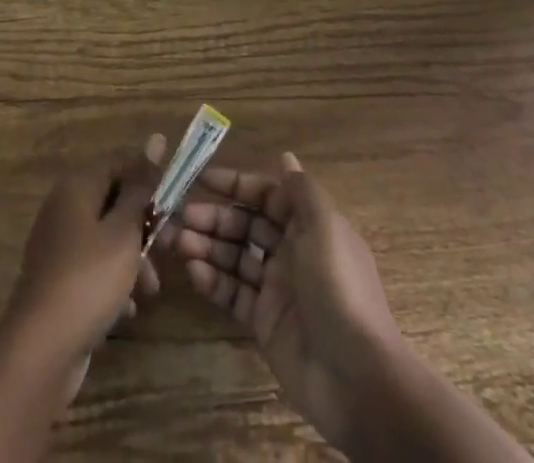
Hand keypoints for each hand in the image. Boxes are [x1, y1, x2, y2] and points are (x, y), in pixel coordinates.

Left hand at [6, 135, 167, 364]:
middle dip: (142, 231)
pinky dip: (111, 284)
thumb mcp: (124, 230)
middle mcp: (63, 208)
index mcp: (77, 187)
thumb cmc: (90, 278)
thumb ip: (140, 187)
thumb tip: (155, 138)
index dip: (147, 184)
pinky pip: (91, 270)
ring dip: (131, 262)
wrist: (41, 349)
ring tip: (149, 292)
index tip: (172, 208)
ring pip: (104, 241)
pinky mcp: (55, 281)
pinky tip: (126, 312)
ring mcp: (56, 246)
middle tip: (166, 253)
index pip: (119, 167)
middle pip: (112, 205)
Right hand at [163, 153, 406, 451]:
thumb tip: (286, 157)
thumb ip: (301, 191)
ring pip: (234, 257)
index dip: (236, 184)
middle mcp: (291, 251)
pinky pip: (232, 293)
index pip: (266, 194)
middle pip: (245, 225)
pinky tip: (193, 271)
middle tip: (180, 216)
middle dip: (213, 217)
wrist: (357, 378)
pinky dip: (212, 280)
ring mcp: (276, 288)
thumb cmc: (339, 288)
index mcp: (308, 225)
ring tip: (176, 241)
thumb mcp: (325, 228)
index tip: (202, 177)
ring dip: (206, 246)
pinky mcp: (264, 322)